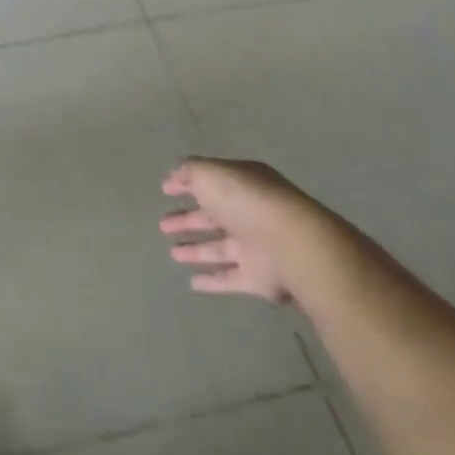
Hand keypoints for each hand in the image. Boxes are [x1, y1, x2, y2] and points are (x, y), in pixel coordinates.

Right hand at [159, 157, 326, 302]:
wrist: (291, 245)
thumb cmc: (245, 201)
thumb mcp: (209, 173)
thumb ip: (190, 172)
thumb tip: (175, 175)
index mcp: (242, 184)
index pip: (211, 182)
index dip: (187, 184)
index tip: (165, 190)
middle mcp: (250, 214)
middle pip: (213, 217)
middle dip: (188, 220)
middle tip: (163, 224)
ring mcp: (256, 248)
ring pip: (219, 248)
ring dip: (196, 250)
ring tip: (172, 253)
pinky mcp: (259, 279)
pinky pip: (230, 279)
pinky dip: (213, 281)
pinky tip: (192, 283)